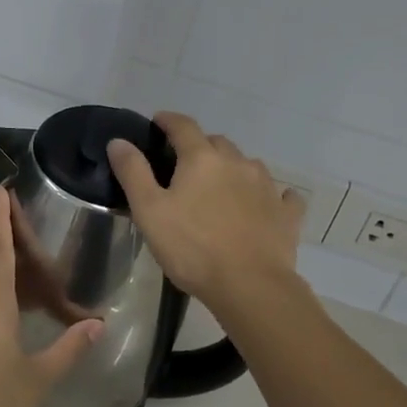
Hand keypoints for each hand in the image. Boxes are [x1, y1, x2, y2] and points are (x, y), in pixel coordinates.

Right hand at [106, 112, 304, 312]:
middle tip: (184, 165)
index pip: (183, 126)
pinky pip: (282, 195)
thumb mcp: (149, 211)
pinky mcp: (286, 213)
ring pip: (248, 165)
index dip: (168, 121)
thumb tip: (119, 141)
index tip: (157, 122)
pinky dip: (272, 195)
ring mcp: (267, 187)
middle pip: (217, 143)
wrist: (250, 286)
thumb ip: (133, 172)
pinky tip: (268, 204)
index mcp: (202, 159)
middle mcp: (238, 163)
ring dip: (232, 169)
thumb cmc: (192, 248)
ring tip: (220, 187)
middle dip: (200, 147)